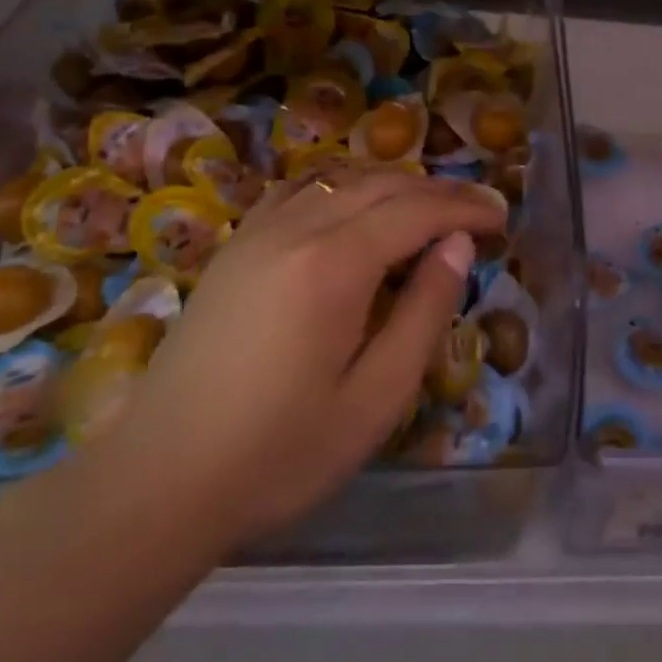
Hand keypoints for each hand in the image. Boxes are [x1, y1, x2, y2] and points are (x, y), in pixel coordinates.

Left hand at [113, 171, 507, 548]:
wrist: (159, 481)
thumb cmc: (280, 453)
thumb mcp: (376, 397)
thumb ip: (425, 312)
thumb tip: (458, 245)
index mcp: (334, 265)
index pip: (416, 211)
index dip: (465, 208)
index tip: (502, 218)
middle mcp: (296, 229)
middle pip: (382, 185)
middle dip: (438, 191)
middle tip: (479, 210)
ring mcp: (257, 233)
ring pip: (341, 180)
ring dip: (393, 185)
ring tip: (430, 207)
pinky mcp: (234, 248)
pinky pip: (298, 192)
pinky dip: (342, 187)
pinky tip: (354, 206)